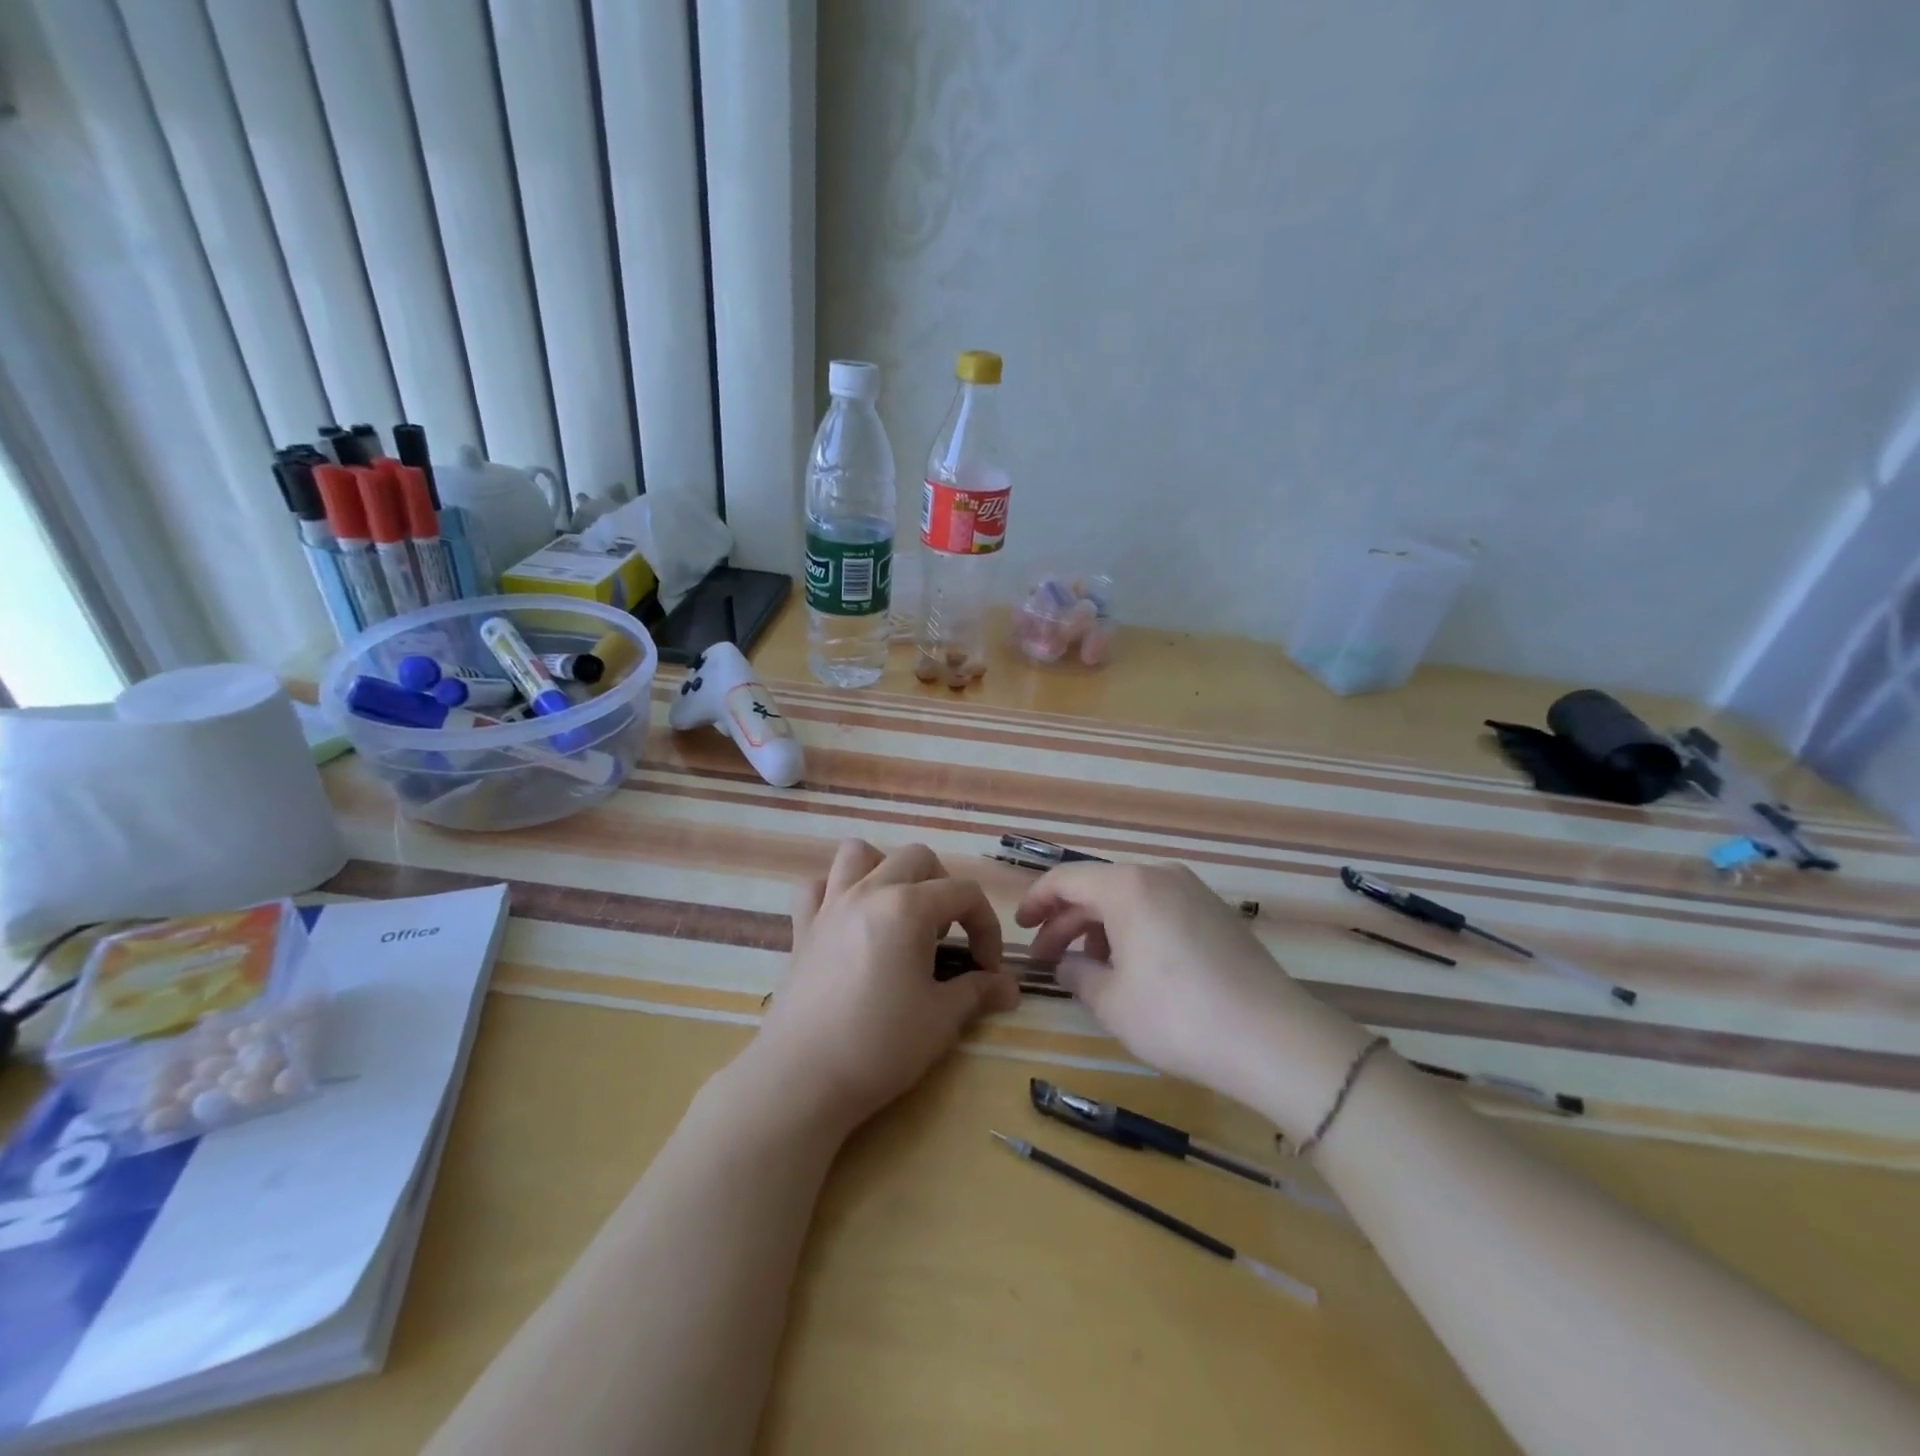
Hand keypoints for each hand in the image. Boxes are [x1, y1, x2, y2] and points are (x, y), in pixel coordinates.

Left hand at [749, 839, 1021, 1132]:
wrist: (803, 1077)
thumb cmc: (880, 1044)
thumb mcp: (942, 1019)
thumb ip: (978, 991)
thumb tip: (1011, 987)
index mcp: (908, 907)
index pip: (964, 894)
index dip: (987, 927)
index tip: (989, 969)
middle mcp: (869, 891)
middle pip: (917, 858)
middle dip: (943, 888)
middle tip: (947, 936)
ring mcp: (830, 905)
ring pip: (859, 854)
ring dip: (886, 870)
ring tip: (898, 911)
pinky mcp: (802, 927)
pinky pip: (816, 886)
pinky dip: (835, 891)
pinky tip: (849, 921)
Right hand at [1015, 862, 1373, 1135]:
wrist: (1273, 1039)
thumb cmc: (1178, 1017)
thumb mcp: (1112, 1002)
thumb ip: (1078, 975)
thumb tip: (1066, 963)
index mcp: (1128, 886)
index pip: (1067, 878)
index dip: (1037, 900)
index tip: (1020, 926)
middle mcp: (1160, 876)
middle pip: (1099, 887)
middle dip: (1067, 919)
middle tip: (1046, 956)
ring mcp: (1194, 892)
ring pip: (1131, 898)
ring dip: (1101, 926)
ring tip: (1089, 966)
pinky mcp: (1217, 914)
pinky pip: (1160, 908)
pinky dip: (1134, 928)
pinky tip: (1133, 966)